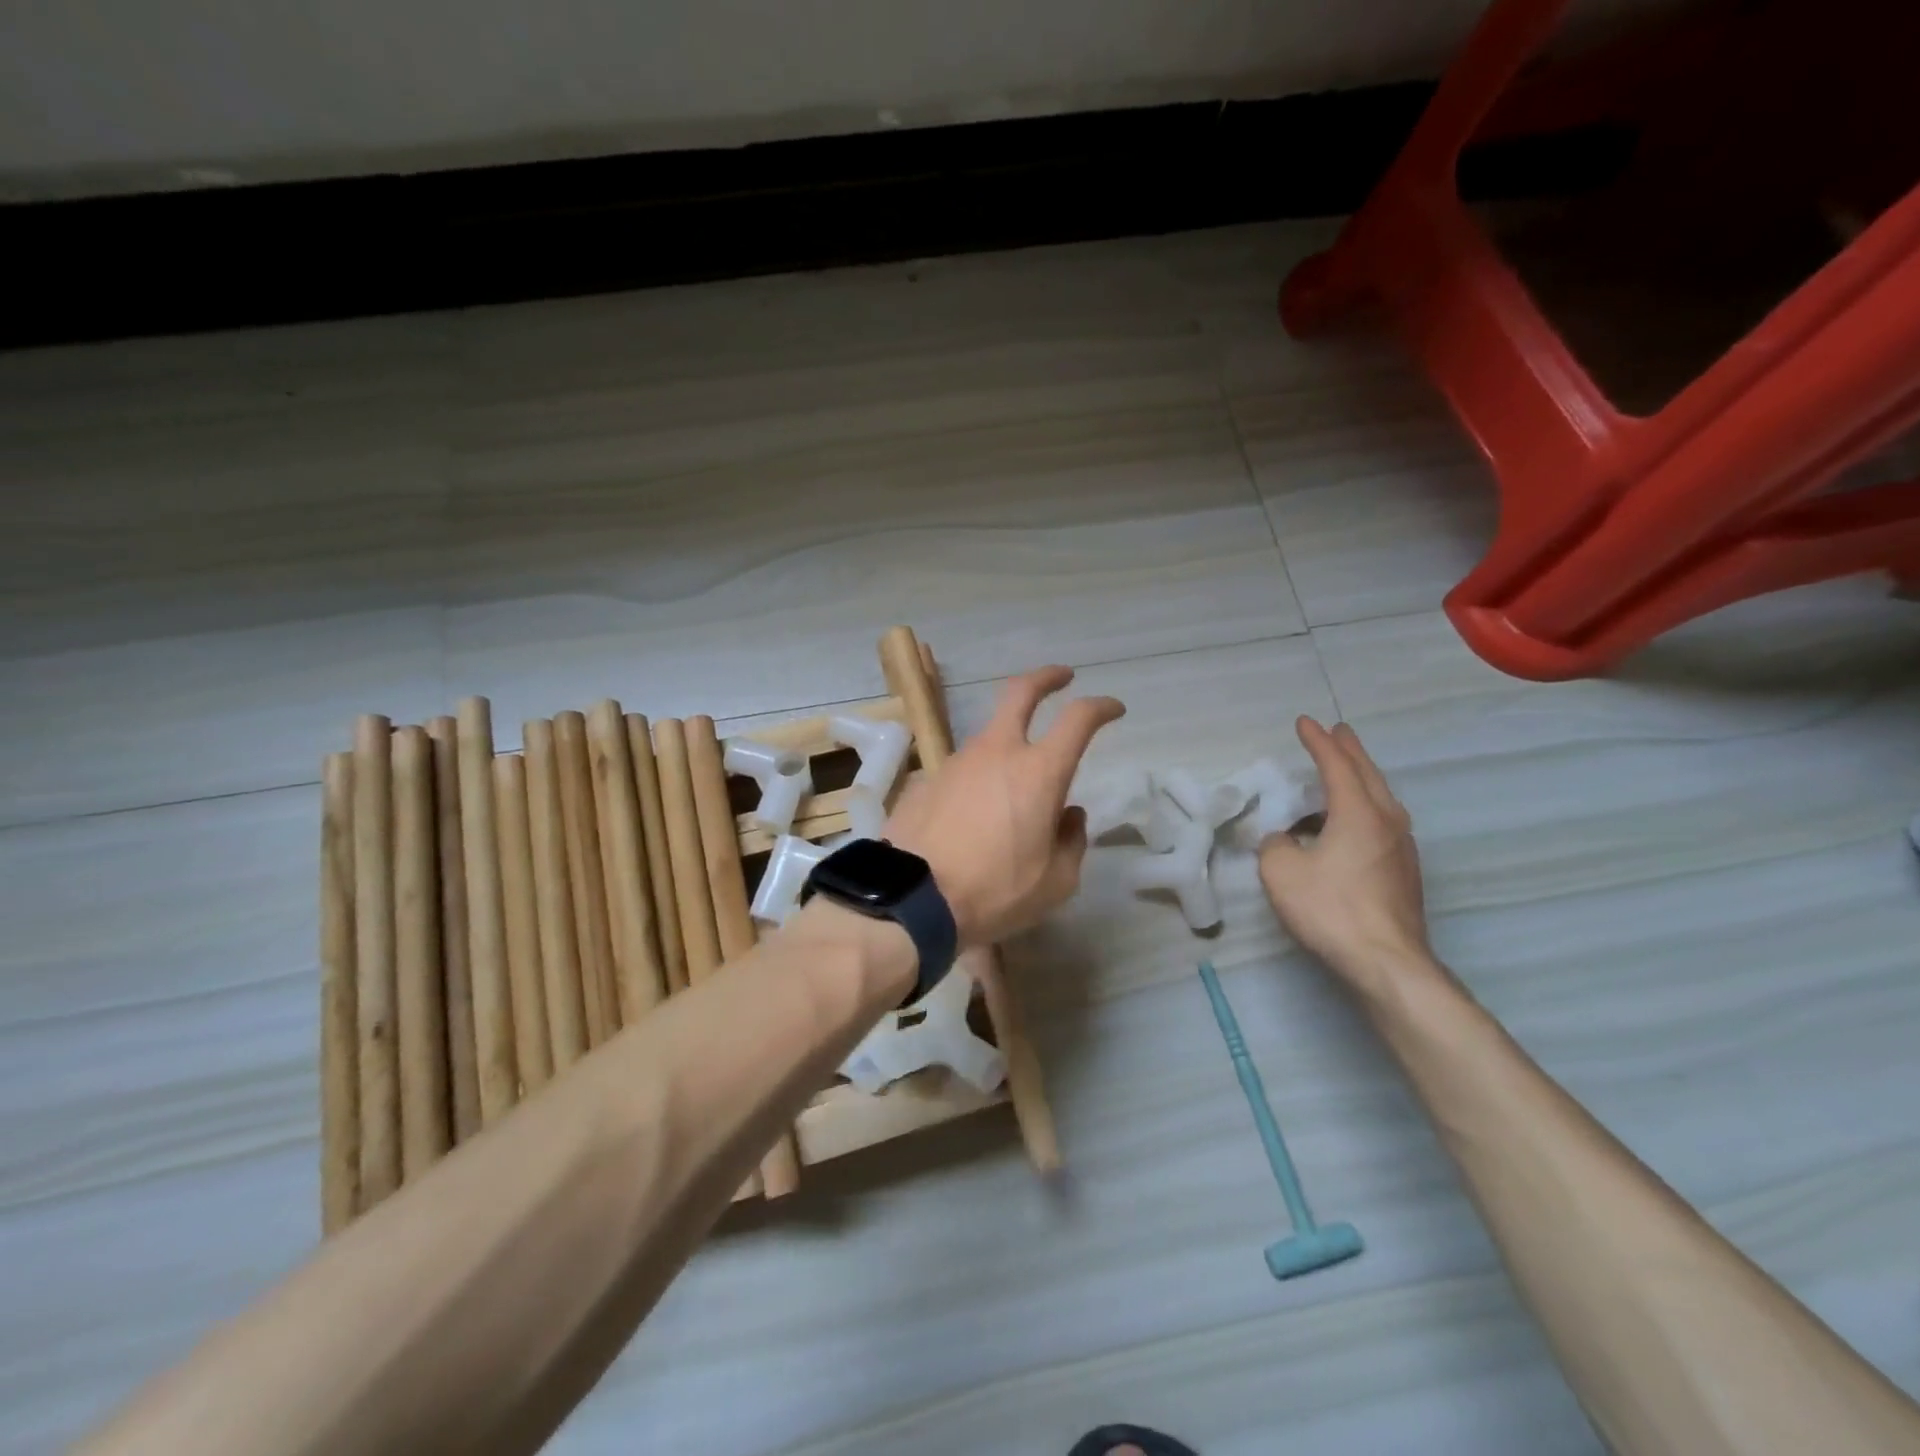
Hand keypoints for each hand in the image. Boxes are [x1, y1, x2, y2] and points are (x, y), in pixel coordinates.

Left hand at [885, 666, 1124, 946]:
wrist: (912, 899)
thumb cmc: (995, 892)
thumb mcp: (1055, 882)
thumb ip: (1071, 841)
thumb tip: (1069, 815)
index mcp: (1038, 772)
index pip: (1078, 719)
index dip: (1101, 707)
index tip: (1113, 709)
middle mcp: (997, 753)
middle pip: (1020, 692)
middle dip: (1046, 678)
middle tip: (1062, 676)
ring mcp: (956, 762)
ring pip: (989, 736)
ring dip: (1009, 744)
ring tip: (1015, 787)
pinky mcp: (926, 780)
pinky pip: (963, 770)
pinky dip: (978, 779)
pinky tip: (974, 814)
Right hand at [1258, 718, 1433, 999]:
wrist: (1387, 962)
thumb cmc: (1331, 909)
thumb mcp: (1281, 872)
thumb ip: (1276, 845)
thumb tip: (1284, 840)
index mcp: (1358, 813)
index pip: (1336, 766)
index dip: (1318, 742)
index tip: (1304, 722)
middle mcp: (1387, 822)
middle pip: (1368, 775)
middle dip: (1350, 751)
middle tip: (1338, 731)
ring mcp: (1402, 848)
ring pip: (1382, 798)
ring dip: (1362, 778)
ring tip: (1347, 770)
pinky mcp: (1404, 873)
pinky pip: (1384, 822)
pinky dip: (1366, 806)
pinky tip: (1355, 821)